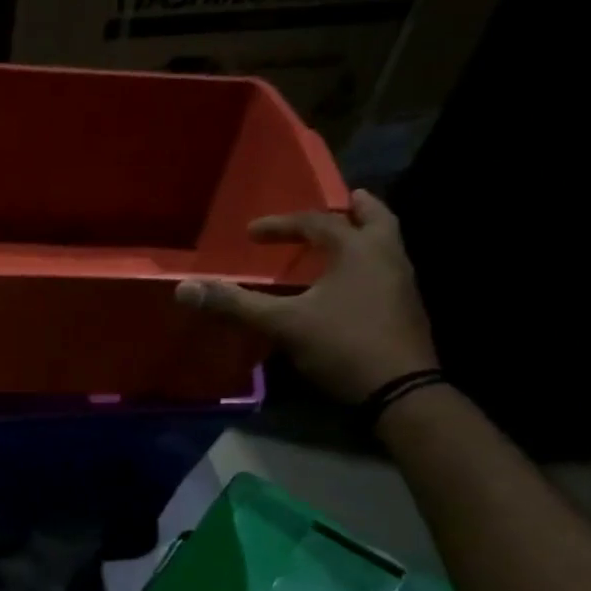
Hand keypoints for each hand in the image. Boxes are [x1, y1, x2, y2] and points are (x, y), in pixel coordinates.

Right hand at [176, 190, 436, 402]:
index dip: (281, 225)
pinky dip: (367, 265)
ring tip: (344, 239)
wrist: (399, 391)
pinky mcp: (406, 310)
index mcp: (358, 250)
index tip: (252, 233)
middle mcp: (387, 257)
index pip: (317, 223)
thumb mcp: (282, 324)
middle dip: (355, 209)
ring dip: (365, 236)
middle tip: (344, 200)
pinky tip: (349, 284)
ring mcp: (402, 284)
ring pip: (386, 246)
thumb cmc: (341, 345)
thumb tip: (185, 288)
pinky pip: (386, 272)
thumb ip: (235, 304)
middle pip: (376, 219)